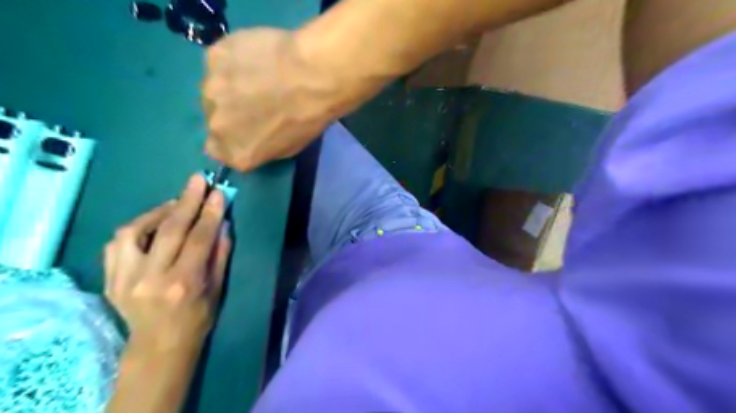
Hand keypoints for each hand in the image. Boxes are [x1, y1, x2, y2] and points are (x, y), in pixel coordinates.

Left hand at [104, 174, 230, 347]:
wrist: (159, 345)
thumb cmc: (198, 317)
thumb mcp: (218, 287)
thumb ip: (220, 254)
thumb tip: (222, 223)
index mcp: (184, 282)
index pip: (199, 238)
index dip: (210, 213)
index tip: (217, 192)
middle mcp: (151, 278)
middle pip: (169, 229)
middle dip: (186, 201)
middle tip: (197, 180)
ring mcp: (125, 278)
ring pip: (136, 231)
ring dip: (158, 211)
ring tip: (176, 203)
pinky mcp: (110, 279)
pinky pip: (117, 242)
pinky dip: (136, 226)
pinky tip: (152, 221)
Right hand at [200, 28, 339, 171]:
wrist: (311, 76)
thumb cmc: (308, 118)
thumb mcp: (289, 148)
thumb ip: (261, 147)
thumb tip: (254, 138)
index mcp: (236, 153)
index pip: (218, 150)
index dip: (232, 136)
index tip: (246, 126)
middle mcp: (216, 126)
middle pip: (215, 118)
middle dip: (232, 110)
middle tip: (257, 98)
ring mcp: (210, 90)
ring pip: (215, 88)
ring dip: (231, 84)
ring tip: (259, 75)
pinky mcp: (212, 57)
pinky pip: (220, 61)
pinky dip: (234, 60)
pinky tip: (257, 57)